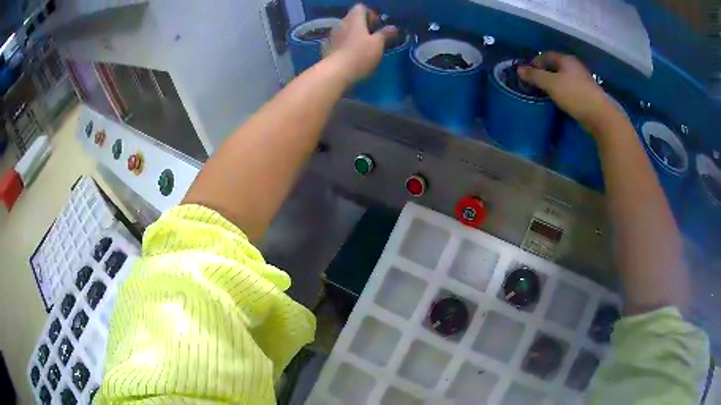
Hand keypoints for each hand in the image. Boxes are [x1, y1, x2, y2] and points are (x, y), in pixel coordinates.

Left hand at [328, 4, 397, 82]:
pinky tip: (351, 54)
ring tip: (363, 47)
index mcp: (354, 19)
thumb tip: (393, 27)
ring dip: (354, 35)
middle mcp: (341, 23)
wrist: (336, 73)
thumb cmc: (360, 55)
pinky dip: (345, 44)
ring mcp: (332, 35)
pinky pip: (338, 41)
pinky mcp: (327, 47)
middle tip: (373, 37)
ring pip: (345, 30)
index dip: (371, 14)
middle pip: (353, 18)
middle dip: (364, 25)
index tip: (377, 26)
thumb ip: (385, 34)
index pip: (361, 7)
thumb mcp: (378, 44)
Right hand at [518, 52, 621, 133]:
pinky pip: (569, 89)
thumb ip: (534, 76)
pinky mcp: (586, 94)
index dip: (535, 62)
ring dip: (553, 84)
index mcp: (566, 60)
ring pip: (562, 78)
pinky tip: (558, 100)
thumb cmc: (574, 95)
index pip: (546, 55)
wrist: (599, 115)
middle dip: (543, 73)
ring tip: (544, 94)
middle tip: (534, 84)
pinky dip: (561, 92)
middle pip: (555, 66)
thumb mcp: (550, 84)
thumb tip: (519, 69)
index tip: (527, 74)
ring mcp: (582, 80)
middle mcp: (574, 66)